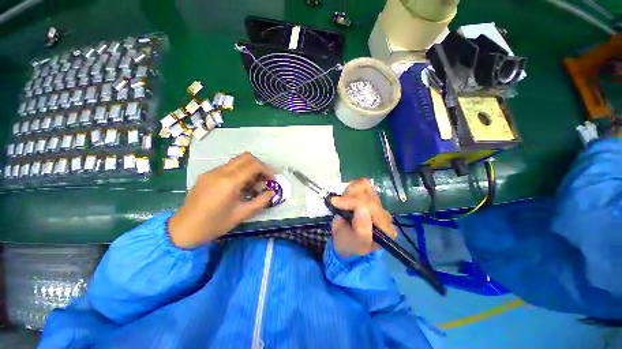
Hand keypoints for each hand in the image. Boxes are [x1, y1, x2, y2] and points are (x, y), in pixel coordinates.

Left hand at [168, 152, 275, 248]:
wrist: (183, 230)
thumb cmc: (214, 225)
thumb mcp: (241, 214)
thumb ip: (260, 201)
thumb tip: (272, 192)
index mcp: (229, 182)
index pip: (253, 165)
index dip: (267, 170)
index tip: (272, 179)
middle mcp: (220, 172)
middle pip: (245, 157)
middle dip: (259, 165)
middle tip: (264, 178)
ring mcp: (211, 172)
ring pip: (236, 161)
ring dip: (249, 168)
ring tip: (253, 183)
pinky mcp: (206, 175)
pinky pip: (228, 167)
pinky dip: (239, 171)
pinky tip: (240, 185)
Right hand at [330, 179, 395, 257]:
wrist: (347, 244)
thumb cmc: (349, 245)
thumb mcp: (354, 242)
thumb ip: (361, 228)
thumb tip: (360, 206)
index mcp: (384, 228)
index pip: (370, 206)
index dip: (350, 201)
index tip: (334, 203)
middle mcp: (384, 214)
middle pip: (367, 194)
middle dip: (348, 197)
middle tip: (337, 204)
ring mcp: (377, 204)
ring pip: (365, 186)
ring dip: (350, 192)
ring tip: (343, 203)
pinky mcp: (370, 197)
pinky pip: (362, 185)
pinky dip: (352, 189)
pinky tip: (347, 199)